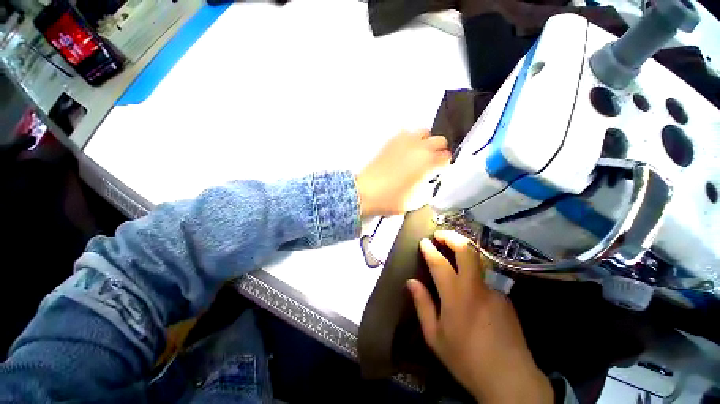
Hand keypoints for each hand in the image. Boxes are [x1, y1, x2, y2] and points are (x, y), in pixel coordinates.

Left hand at [356, 130, 449, 216]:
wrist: (366, 192)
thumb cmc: (391, 199)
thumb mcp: (416, 201)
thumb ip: (427, 188)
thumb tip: (429, 180)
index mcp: (428, 163)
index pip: (446, 157)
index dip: (444, 165)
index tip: (438, 170)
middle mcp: (419, 148)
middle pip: (440, 140)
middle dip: (439, 151)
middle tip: (431, 161)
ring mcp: (405, 142)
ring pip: (425, 132)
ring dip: (425, 142)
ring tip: (419, 153)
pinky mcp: (392, 141)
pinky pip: (407, 133)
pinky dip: (410, 139)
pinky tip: (405, 151)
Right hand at [407, 231, 552, 403]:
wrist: (510, 379)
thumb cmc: (466, 359)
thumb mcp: (435, 336)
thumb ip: (422, 305)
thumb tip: (411, 282)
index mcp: (455, 296)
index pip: (440, 263)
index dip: (430, 249)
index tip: (424, 242)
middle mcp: (475, 286)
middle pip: (466, 250)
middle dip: (451, 237)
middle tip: (439, 235)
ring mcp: (494, 289)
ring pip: (478, 258)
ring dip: (463, 248)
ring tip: (451, 248)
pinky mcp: (505, 296)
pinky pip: (486, 274)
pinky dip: (473, 266)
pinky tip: (468, 275)